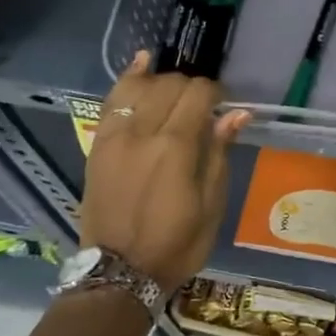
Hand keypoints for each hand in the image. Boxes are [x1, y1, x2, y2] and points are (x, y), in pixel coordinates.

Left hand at [80, 53, 249, 290]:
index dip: (215, 93)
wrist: (119, 272)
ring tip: (175, 90)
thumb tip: (237, 113)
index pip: (198, 94)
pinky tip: (142, 63)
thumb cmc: (176, 243)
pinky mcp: (98, 145)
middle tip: (202, 108)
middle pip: (170, 85)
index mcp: (175, 148)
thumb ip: (219, 152)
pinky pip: (111, 100)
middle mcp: (142, 132)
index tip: (224, 106)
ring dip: (162, 81)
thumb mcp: (211, 204)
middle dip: (191, 87)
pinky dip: (128, 78)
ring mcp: (114, 137)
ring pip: (139, 86)